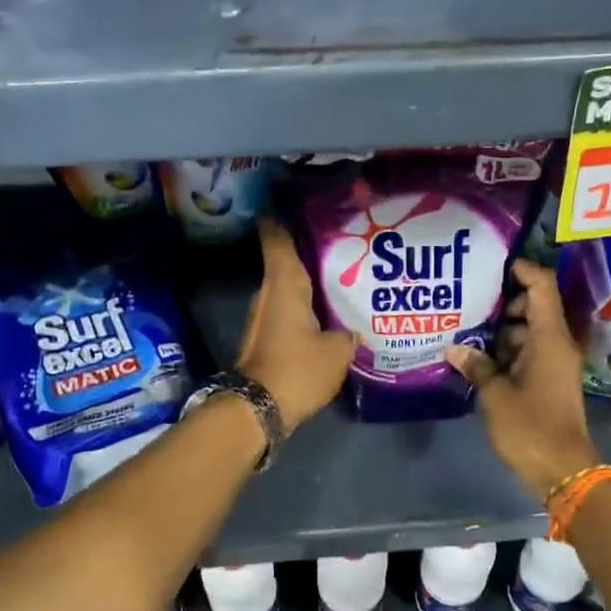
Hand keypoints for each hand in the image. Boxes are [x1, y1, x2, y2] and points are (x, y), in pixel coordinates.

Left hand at [235, 217, 356, 433]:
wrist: (257, 410)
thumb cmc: (296, 369)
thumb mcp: (336, 352)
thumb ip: (348, 334)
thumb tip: (353, 331)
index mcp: (284, 283)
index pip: (276, 236)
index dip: (282, 215)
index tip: (296, 200)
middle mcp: (269, 293)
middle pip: (289, 261)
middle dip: (314, 253)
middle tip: (347, 245)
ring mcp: (264, 316)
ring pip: (290, 289)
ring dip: (312, 285)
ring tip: (347, 279)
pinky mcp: (266, 339)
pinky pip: (290, 313)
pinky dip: (308, 309)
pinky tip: (332, 316)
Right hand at [449, 260, 599, 499]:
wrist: (563, 470)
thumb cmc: (530, 427)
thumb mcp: (495, 395)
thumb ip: (476, 366)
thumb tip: (455, 348)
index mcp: (549, 338)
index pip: (542, 286)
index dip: (522, 270)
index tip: (494, 266)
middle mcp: (557, 344)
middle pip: (534, 307)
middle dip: (504, 303)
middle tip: (469, 302)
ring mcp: (555, 363)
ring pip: (529, 332)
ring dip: (502, 331)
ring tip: (466, 331)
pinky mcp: (550, 381)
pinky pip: (529, 353)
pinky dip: (508, 351)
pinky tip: (479, 358)